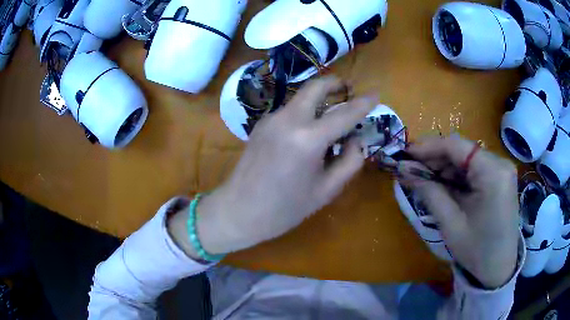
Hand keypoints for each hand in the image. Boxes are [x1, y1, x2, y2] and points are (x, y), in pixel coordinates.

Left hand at [169, 76, 375, 258]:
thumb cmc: (285, 208)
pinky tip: (308, 132)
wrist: (239, 211)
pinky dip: (305, 111)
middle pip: (316, 86)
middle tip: (349, 90)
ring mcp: (271, 118)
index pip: (345, 113)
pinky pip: (290, 110)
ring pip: (302, 97)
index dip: (364, 103)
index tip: (377, 94)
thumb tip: (356, 139)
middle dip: (336, 83)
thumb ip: (349, 161)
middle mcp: (288, 119)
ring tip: (332, 115)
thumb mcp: (326, 190)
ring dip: (320, 98)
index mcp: (308, 139)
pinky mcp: (261, 123)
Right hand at [400, 136, 518, 288]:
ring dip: (445, 168)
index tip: (406, 154)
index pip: (456, 146)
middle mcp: (500, 163)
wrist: (498, 268)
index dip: (429, 147)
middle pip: (462, 150)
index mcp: (492, 173)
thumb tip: (404, 169)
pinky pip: (475, 169)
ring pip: (467, 159)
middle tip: (412, 170)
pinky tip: (444, 186)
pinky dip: (457, 176)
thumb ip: (429, 191)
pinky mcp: (500, 178)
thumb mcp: (450, 223)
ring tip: (425, 180)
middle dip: (436, 159)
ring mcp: (502, 169)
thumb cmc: (476, 250)